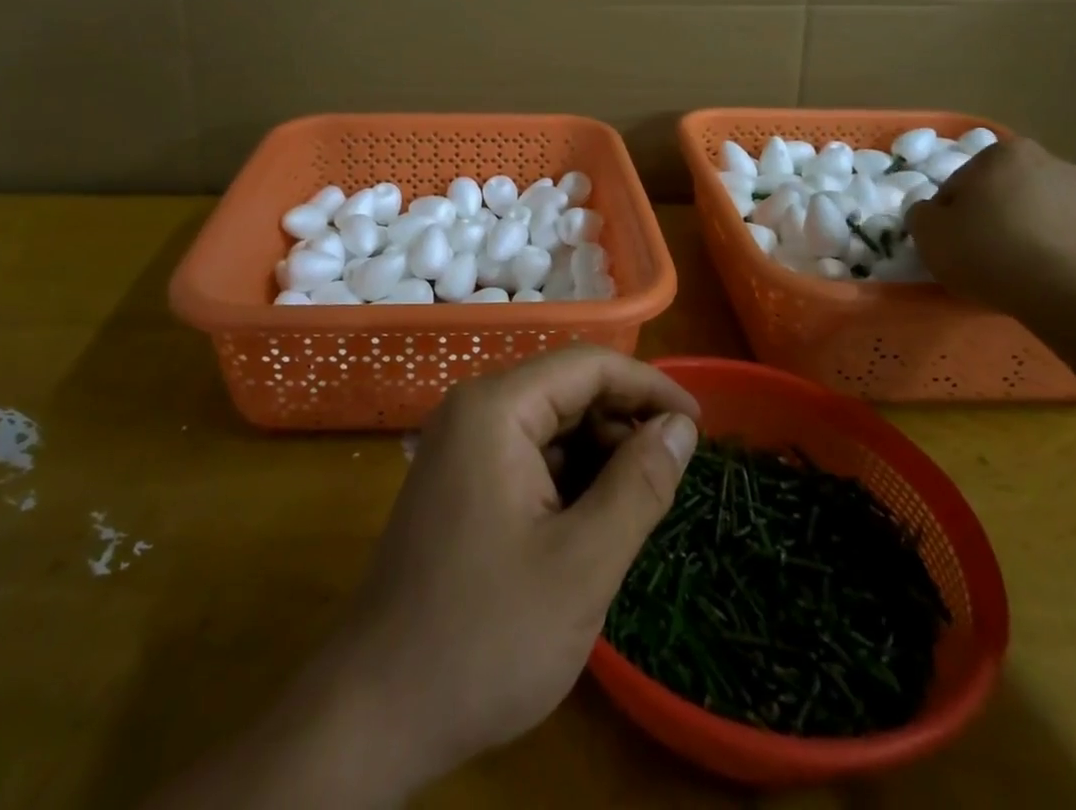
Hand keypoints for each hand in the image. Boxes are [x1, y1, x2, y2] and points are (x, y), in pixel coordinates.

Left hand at [149, 348, 700, 809]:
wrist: (376, 711)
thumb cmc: (485, 636)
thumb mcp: (582, 563)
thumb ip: (639, 485)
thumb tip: (680, 427)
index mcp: (496, 408)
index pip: (588, 365)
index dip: (649, 386)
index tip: (699, 426)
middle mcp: (474, 410)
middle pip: (567, 390)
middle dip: (623, 424)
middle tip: (670, 480)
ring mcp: (461, 446)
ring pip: (550, 426)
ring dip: (599, 456)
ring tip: (635, 512)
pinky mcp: (460, 482)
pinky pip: (528, 457)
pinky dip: (569, 480)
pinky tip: (590, 527)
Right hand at [907, 136, 1075, 315]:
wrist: (1072, 296)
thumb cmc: (989, 251)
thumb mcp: (928, 232)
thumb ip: (922, 213)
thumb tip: (934, 213)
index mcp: (1006, 154)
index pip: (964, 180)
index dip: (952, 210)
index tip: (951, 238)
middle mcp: (1055, 165)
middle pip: (1010, 191)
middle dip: (997, 214)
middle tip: (984, 252)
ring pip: (1047, 215)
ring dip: (1033, 233)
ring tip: (1021, 271)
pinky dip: (1067, 256)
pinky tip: (1054, 281)